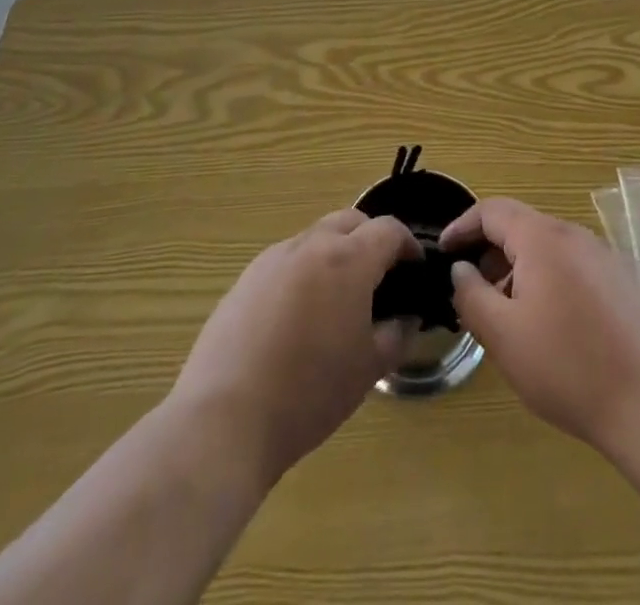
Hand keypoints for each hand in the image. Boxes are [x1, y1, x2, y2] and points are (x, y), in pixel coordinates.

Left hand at [170, 210, 418, 482]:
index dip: (408, 245)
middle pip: (350, 221)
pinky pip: (285, 262)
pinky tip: (298, 318)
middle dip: (371, 238)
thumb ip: (396, 335)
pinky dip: (303, 273)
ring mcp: (272, 259)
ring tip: (338, 298)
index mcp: (347, 259)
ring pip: (315, 238)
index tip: (415, 269)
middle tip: (380, 276)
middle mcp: (309, 245)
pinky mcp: (244, 280)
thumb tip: (405, 318)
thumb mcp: (368, 369)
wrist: (225, 420)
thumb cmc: (309, 393)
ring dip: (335, 253)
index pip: (388, 230)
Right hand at [441, 198, 639, 455]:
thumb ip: (471, 295)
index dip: (462, 227)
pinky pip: (571, 266)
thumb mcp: (503, 335)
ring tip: (505, 315)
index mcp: (542, 237)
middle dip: (490, 253)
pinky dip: (546, 280)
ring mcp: (602, 256)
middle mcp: (574, 235)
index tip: (443, 252)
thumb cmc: (567, 366)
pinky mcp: (620, 281)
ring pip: (547, 248)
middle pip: (521, 227)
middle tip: (471, 292)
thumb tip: (460, 269)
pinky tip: (546, 326)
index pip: (492, 210)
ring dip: (517, 270)